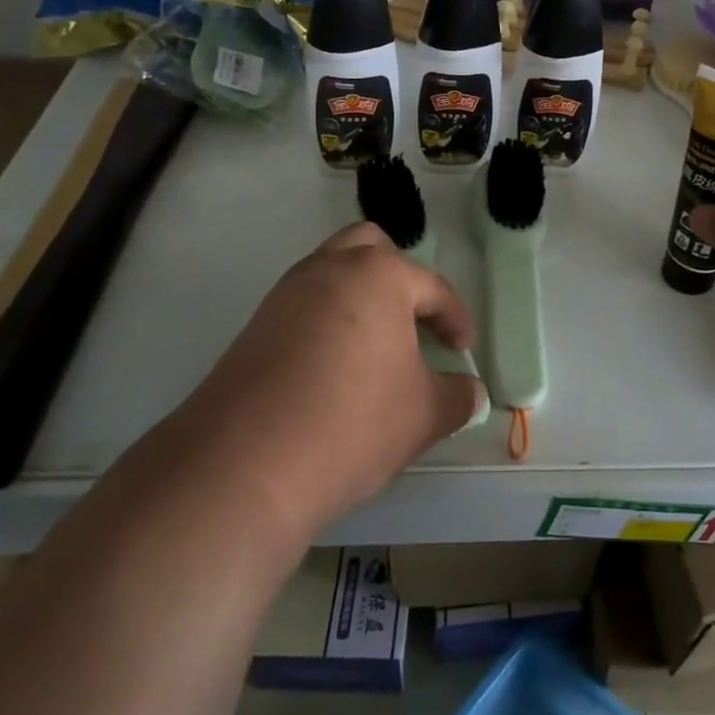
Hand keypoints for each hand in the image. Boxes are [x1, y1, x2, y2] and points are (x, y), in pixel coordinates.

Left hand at [170, 222, 484, 541]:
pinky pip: (303, 307)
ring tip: (375, 348)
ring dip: (359, 299)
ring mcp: (285, 294)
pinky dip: (326, 323)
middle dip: (399, 280)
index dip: (455, 319)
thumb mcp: (424, 414)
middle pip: (371, 249)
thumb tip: (469, 393)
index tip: (463, 351)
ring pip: (331, 274)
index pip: (432, 288)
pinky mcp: (254, 327)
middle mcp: (329, 269)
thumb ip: (457, 397)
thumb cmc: (353, 423)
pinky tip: (334, 370)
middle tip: (412, 324)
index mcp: (378, 275)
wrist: (244, 465)